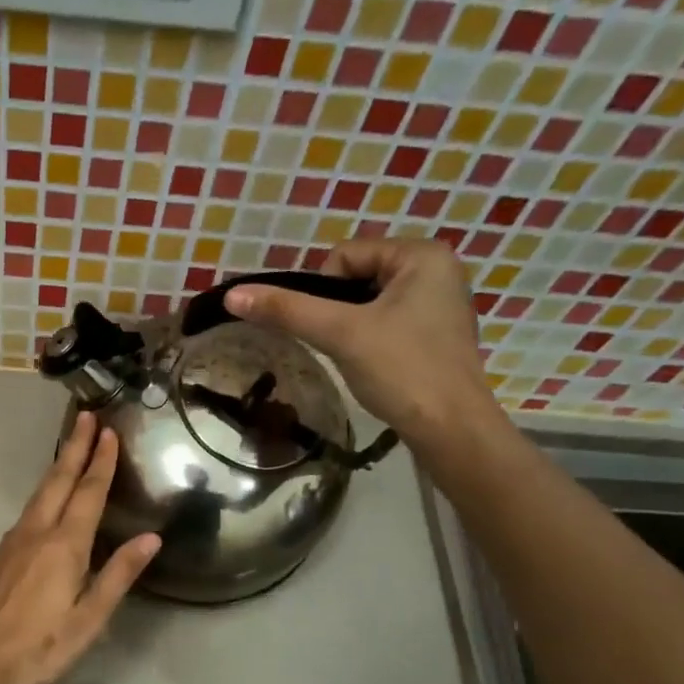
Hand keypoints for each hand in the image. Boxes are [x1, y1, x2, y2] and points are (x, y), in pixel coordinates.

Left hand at [0, 411, 159, 683]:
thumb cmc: (41, 647)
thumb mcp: (90, 618)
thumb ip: (118, 575)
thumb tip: (150, 538)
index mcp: (64, 546)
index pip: (87, 493)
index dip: (100, 461)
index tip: (108, 432)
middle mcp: (36, 534)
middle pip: (58, 482)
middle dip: (74, 448)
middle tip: (87, 417)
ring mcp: (11, 543)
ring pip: (38, 495)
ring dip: (57, 468)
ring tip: (70, 449)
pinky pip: (25, 514)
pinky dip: (42, 495)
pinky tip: (45, 503)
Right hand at [224, 238, 498, 445]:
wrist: (450, 429)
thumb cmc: (402, 370)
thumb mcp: (340, 334)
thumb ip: (286, 311)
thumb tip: (233, 295)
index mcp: (422, 254)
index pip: (345, 255)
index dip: (323, 291)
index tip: (331, 329)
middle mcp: (438, 270)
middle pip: (357, 277)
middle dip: (338, 311)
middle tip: (340, 345)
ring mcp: (440, 304)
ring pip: (370, 304)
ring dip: (351, 328)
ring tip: (357, 358)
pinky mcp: (436, 336)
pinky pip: (388, 324)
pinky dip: (371, 341)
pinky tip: (374, 367)